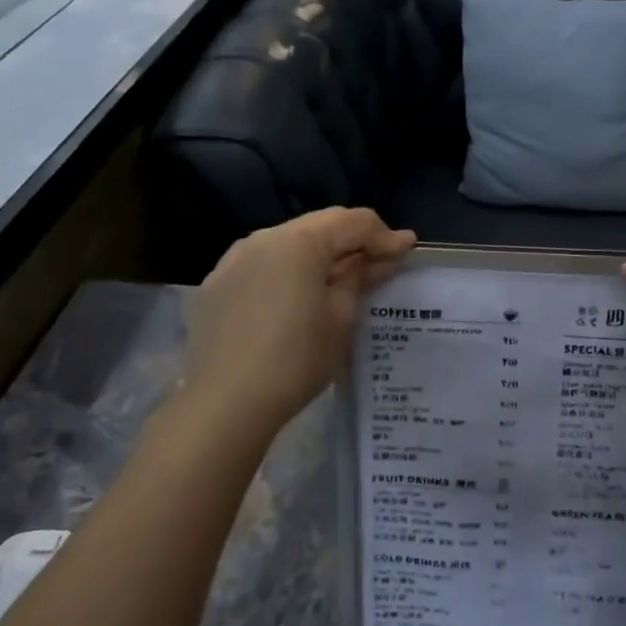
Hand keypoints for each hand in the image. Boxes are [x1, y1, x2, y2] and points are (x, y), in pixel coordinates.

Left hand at [181, 208, 415, 442]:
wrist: (225, 403)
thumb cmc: (296, 358)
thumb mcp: (341, 317)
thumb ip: (360, 279)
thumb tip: (378, 260)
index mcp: (300, 241)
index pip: (353, 222)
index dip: (385, 235)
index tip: (408, 251)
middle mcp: (264, 237)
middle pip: (320, 226)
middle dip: (353, 241)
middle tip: (380, 263)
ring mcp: (234, 259)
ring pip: (289, 243)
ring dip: (320, 255)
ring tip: (341, 279)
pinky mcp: (217, 284)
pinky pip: (263, 264)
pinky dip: (289, 271)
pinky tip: (298, 296)